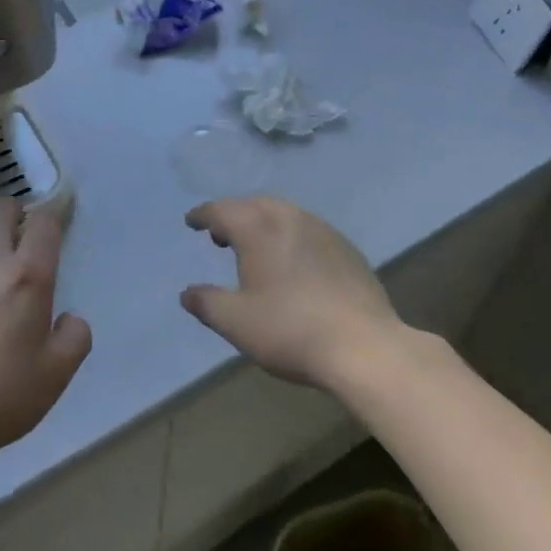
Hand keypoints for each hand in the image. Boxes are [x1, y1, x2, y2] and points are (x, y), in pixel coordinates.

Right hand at [180, 197, 406, 391]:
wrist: (363, 345)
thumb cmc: (290, 330)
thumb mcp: (237, 323)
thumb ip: (207, 303)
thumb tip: (187, 293)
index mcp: (258, 228)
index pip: (222, 210)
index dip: (203, 215)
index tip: (192, 221)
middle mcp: (288, 217)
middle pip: (253, 206)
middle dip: (233, 216)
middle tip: (220, 236)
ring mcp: (321, 229)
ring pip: (283, 214)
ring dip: (263, 223)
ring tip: (255, 248)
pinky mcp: (345, 246)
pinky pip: (307, 229)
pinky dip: (289, 236)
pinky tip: (293, 262)